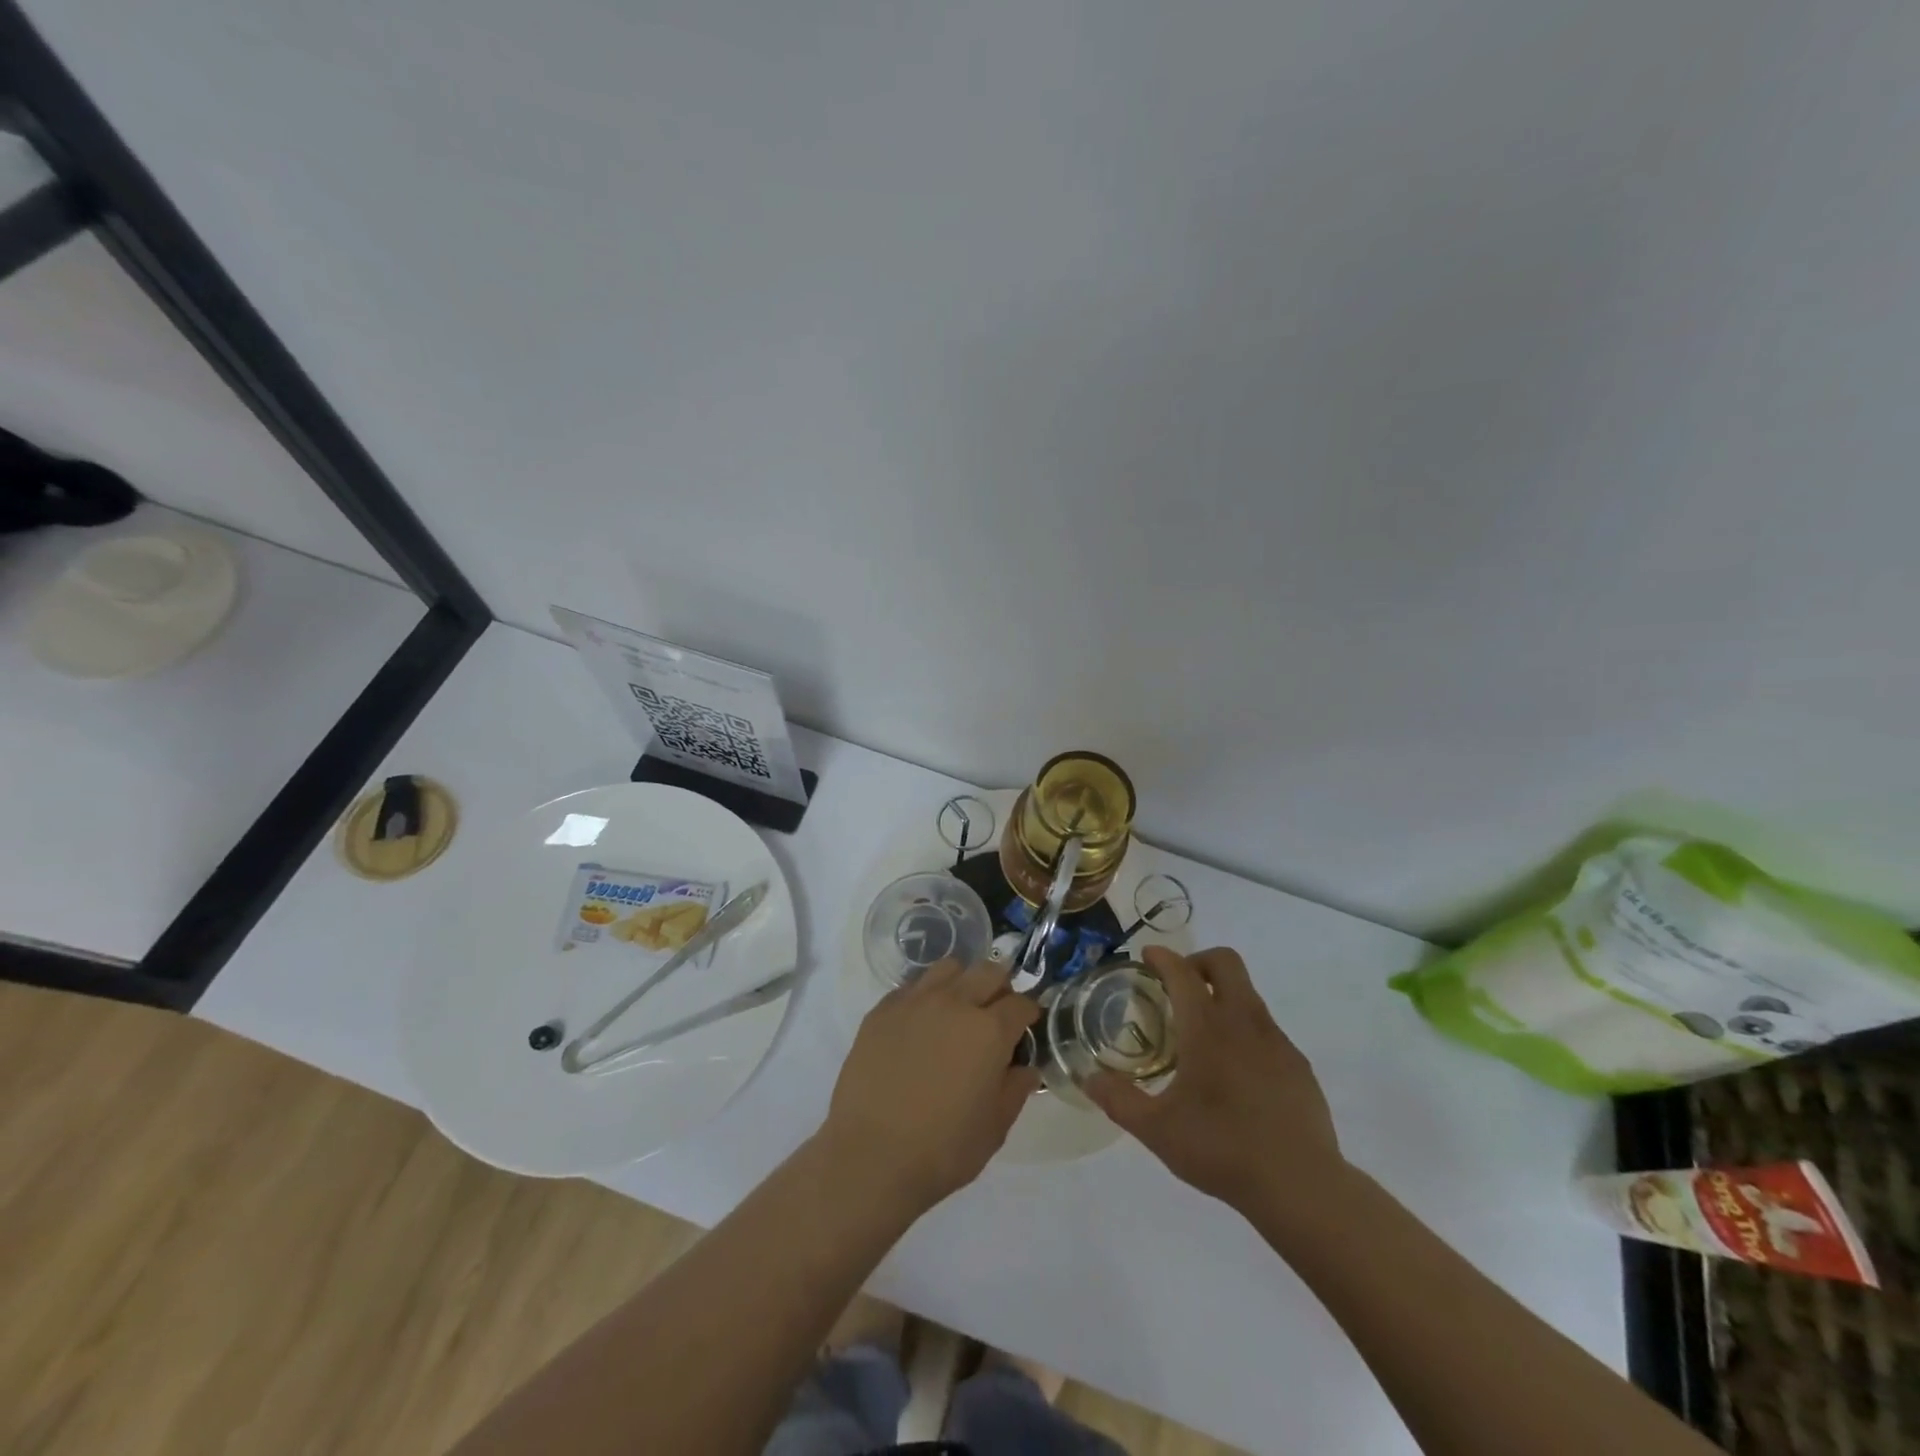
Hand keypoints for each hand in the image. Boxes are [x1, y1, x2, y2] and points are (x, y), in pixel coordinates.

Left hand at [821, 960, 1040, 1213]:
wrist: (871, 1156)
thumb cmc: (943, 1149)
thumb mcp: (995, 1128)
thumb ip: (1016, 1089)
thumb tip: (1025, 1067)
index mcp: (989, 1031)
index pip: (1020, 1003)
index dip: (1028, 1013)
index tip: (1027, 1025)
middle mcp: (955, 1003)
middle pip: (988, 971)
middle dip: (999, 987)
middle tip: (995, 1012)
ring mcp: (915, 1001)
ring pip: (948, 968)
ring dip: (961, 982)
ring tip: (957, 1009)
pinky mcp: (882, 1010)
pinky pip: (912, 986)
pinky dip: (925, 996)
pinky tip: (920, 1024)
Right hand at [1085, 945, 1342, 1213]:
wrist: (1301, 1185)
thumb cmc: (1222, 1148)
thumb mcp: (1157, 1130)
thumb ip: (1119, 1100)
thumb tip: (1088, 1079)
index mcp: (1207, 1027)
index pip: (1182, 972)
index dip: (1162, 957)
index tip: (1147, 956)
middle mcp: (1244, 1022)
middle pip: (1226, 963)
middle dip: (1198, 962)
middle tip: (1178, 986)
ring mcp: (1277, 1042)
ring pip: (1249, 995)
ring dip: (1223, 997)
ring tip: (1203, 1034)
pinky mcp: (1299, 1066)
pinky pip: (1268, 1031)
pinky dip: (1246, 1032)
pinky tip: (1237, 1073)